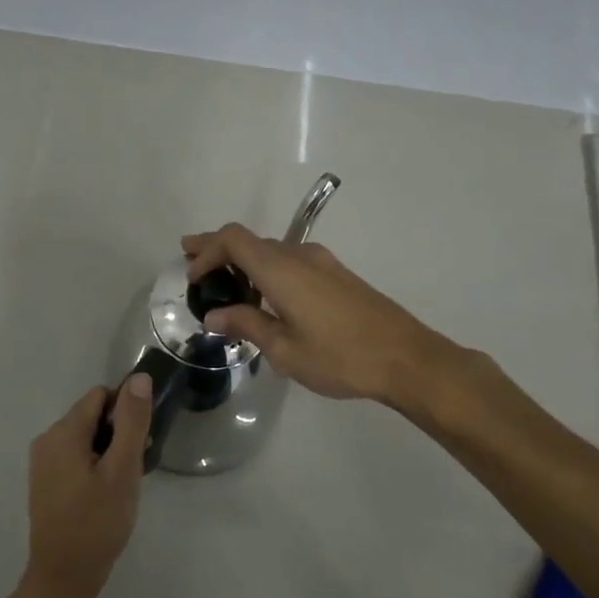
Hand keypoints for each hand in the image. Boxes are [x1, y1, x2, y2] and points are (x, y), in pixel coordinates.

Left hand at [18, 373, 152, 597]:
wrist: (62, 578)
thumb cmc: (96, 523)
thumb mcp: (122, 470)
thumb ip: (131, 421)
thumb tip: (138, 378)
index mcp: (63, 432)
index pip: (101, 396)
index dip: (126, 412)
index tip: (141, 442)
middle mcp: (47, 439)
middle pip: (92, 416)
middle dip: (118, 433)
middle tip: (135, 469)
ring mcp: (43, 462)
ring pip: (85, 438)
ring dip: (108, 452)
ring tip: (122, 486)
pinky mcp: (45, 482)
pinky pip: (75, 457)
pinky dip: (94, 466)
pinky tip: (105, 495)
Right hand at [180, 224, 448, 404]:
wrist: (406, 358)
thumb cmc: (340, 357)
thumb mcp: (285, 349)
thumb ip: (247, 325)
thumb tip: (214, 315)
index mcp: (281, 269)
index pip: (233, 239)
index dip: (207, 250)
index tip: (192, 275)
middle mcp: (300, 256)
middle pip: (250, 240)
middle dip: (218, 250)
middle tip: (192, 262)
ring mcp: (322, 262)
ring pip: (272, 250)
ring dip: (244, 261)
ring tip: (224, 284)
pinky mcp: (337, 275)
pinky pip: (291, 261)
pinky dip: (267, 269)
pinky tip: (265, 295)